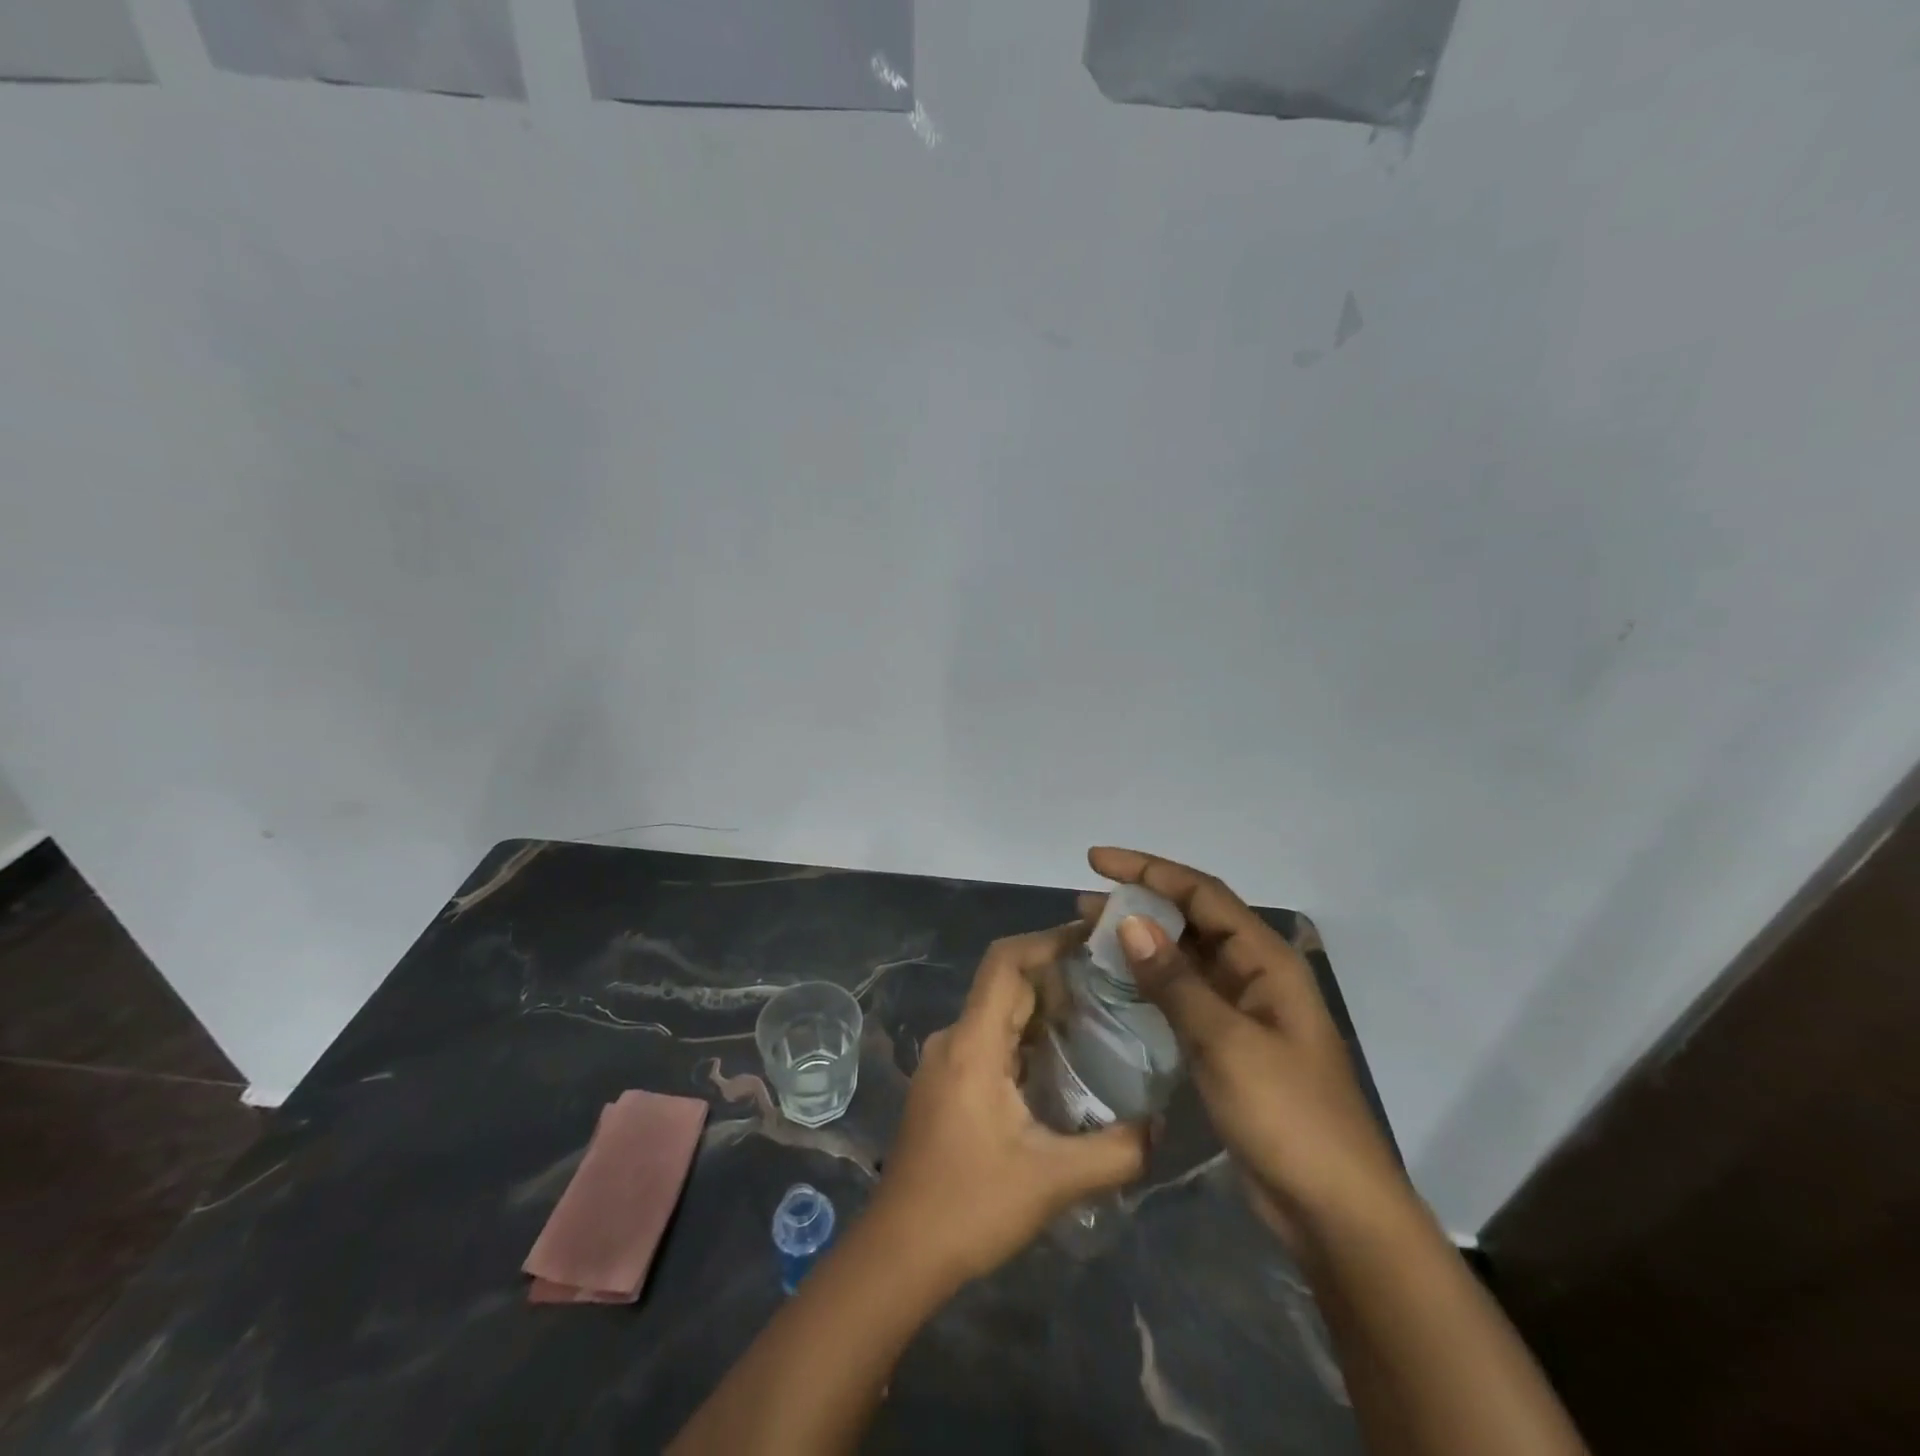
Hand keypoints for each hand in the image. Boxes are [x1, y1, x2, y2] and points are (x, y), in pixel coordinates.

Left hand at [870, 924, 1149, 1283]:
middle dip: (1057, 973)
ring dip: (1044, 1007)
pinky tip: (1064, 1060)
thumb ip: (1116, 1151)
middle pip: (1006, 983)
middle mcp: (954, 1039)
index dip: (1048, 940)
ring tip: (1100, 1013)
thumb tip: (1161, 1125)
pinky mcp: (946, 1083)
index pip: (1006, 962)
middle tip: (1114, 978)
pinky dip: (1028, 1036)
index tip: (1094, 939)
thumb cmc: (970, 1208)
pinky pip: (991, 1039)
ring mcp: (945, 1061)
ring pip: (999, 1012)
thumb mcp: (1053, 1182)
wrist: (899, 1254)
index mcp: (972, 1044)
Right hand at [1081, 848, 1408, 1249]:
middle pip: (1192, 919)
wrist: (1333, 1211)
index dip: (1149, 870)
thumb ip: (1175, 981)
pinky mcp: (1228, 1045)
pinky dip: (1150, 982)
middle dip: (1140, 903)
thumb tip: (1129, 921)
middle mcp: (1254, 974)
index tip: (1097, 861)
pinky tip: (1117, 984)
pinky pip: (1183, 996)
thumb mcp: (1226, 1042)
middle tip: (1084, 904)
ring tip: (1090, 935)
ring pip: (1185, 958)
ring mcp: (1242, 1011)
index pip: (1201, 893)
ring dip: (1142, 942)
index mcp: (1266, 961)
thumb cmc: (1287, 1117)